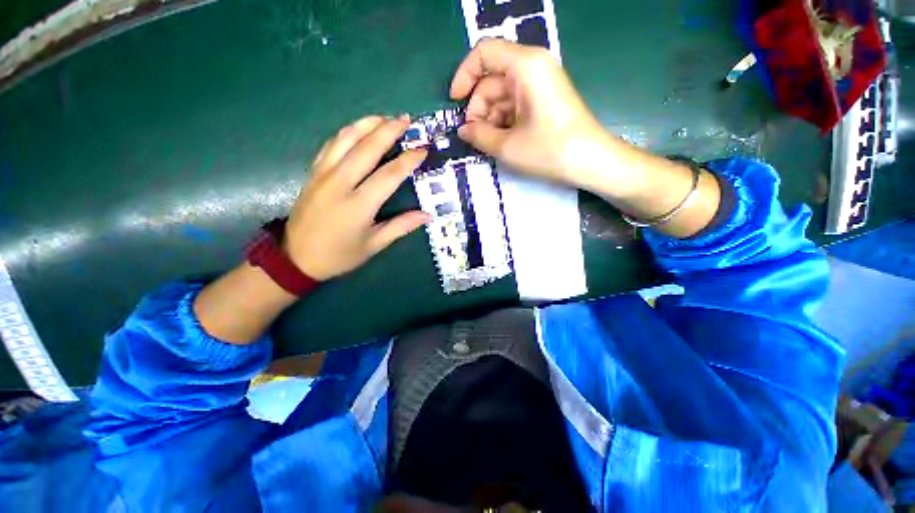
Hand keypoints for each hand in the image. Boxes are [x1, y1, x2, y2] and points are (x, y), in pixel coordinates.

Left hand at [284, 116, 430, 280]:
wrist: (296, 257)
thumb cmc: (339, 255)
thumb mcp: (373, 245)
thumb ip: (401, 226)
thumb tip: (427, 216)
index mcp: (359, 204)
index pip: (389, 175)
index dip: (408, 160)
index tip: (423, 150)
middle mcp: (340, 183)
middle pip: (367, 148)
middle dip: (389, 130)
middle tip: (406, 119)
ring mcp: (323, 174)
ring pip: (346, 139)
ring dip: (367, 124)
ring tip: (384, 117)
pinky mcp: (313, 172)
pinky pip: (331, 145)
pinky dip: (347, 132)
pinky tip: (358, 129)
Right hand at [450, 39, 610, 187]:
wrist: (590, 162)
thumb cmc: (549, 150)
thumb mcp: (507, 146)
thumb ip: (478, 135)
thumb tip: (463, 130)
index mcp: (525, 66)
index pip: (484, 53)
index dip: (464, 75)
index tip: (455, 103)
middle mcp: (533, 67)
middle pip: (492, 79)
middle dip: (478, 108)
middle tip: (475, 137)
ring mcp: (540, 83)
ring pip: (502, 94)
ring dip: (490, 118)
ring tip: (490, 143)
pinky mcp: (544, 99)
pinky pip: (515, 104)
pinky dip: (504, 121)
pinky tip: (503, 140)